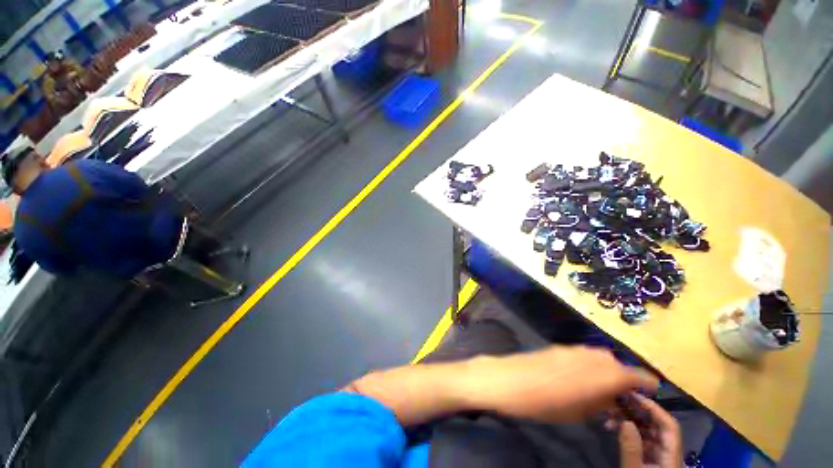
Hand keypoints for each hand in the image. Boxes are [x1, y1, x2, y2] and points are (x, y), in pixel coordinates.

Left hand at [464, 346, 658, 423]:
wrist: (512, 379)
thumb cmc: (548, 403)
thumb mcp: (583, 412)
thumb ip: (604, 402)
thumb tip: (614, 399)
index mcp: (607, 373)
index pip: (639, 377)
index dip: (647, 387)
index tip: (650, 395)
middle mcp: (595, 356)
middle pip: (619, 367)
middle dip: (623, 382)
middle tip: (617, 400)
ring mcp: (576, 348)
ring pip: (601, 360)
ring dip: (605, 374)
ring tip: (597, 392)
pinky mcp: (561, 347)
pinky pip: (584, 356)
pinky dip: (589, 367)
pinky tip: (578, 380)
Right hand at [617, 394, 681, 467]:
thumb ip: (632, 448)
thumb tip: (626, 420)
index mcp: (671, 456)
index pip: (669, 426)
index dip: (654, 408)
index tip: (633, 396)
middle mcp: (668, 453)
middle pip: (658, 426)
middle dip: (638, 411)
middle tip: (618, 400)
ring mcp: (658, 456)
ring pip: (647, 431)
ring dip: (630, 419)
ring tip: (611, 413)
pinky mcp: (648, 459)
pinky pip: (640, 439)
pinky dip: (627, 430)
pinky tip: (613, 426)